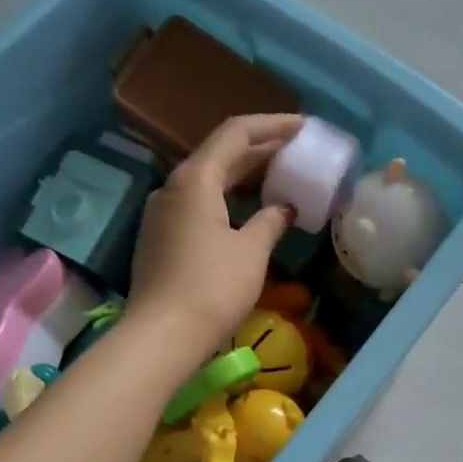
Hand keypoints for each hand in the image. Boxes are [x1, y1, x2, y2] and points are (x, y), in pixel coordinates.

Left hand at [129, 114, 300, 353]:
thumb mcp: (251, 251)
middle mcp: (173, 187)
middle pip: (219, 155)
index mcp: (195, 179)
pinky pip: (198, 204)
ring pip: (207, 181)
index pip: (236, 134)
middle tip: (296, 153)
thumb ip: (270, 221)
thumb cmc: (212, 288)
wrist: (162, 335)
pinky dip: (226, 199)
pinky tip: (247, 212)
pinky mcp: (160, 238)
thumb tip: (284, 207)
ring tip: (277, 179)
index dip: (272, 126)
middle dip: (259, 151)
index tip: (302, 126)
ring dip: (243, 177)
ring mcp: (162, 213)